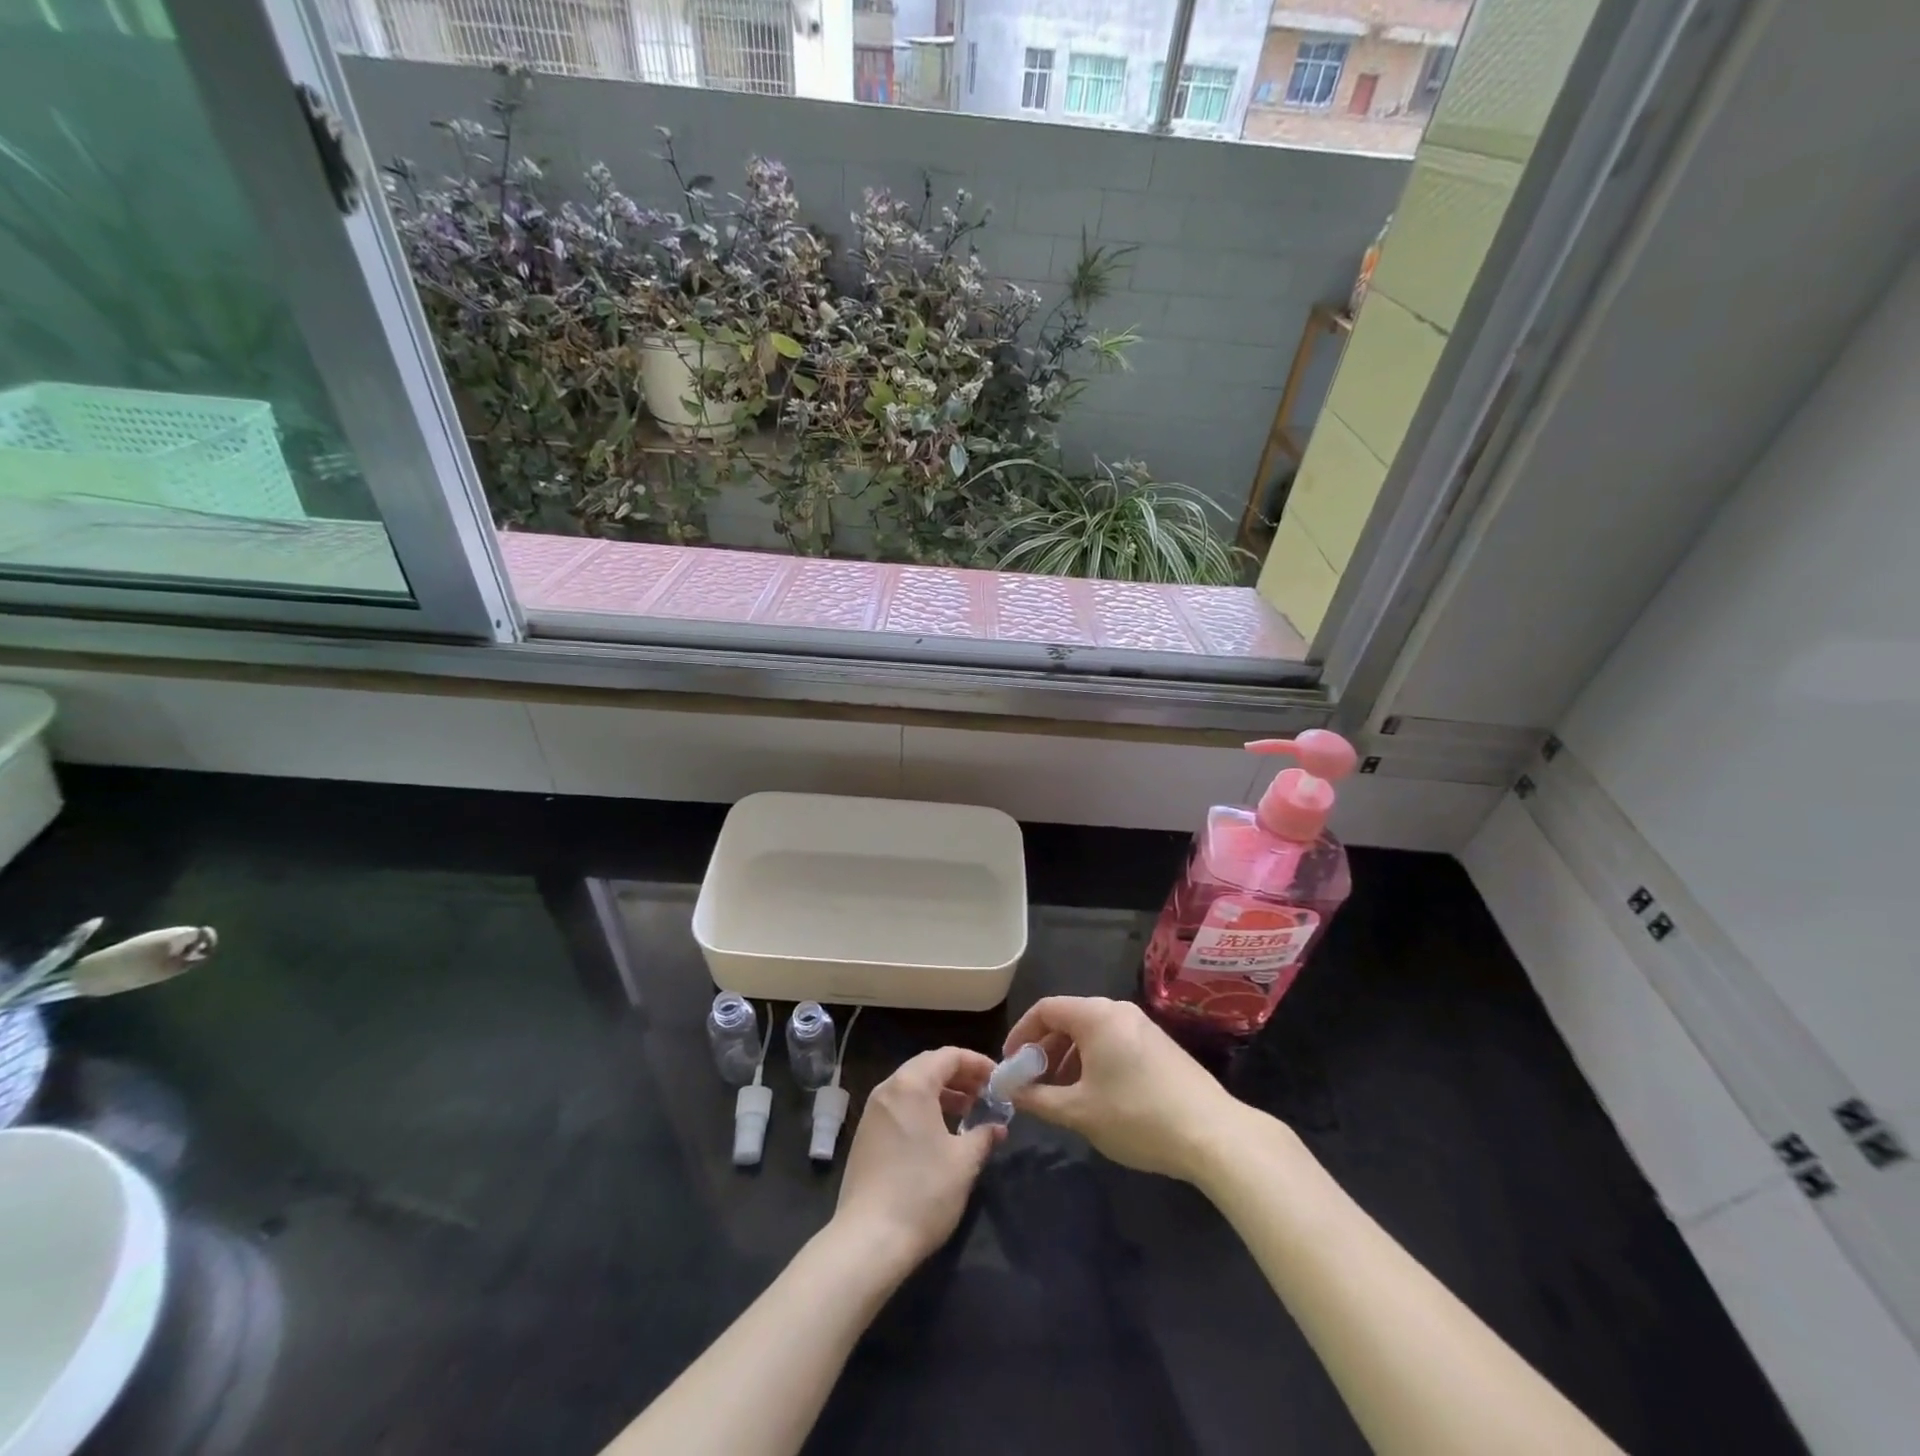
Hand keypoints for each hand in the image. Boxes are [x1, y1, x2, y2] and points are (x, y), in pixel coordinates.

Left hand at [830, 1046, 1002, 1275]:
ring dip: (942, 1093)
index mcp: (912, 1085)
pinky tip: (939, 1133)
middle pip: (928, 1066)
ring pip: (912, 1086)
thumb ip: (983, 1136)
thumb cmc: (923, 1192)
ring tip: (968, 1112)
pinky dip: (923, 1108)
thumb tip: (997, 1127)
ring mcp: (872, 1111)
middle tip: (985, 1094)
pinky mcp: (865, 1134)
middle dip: (960, 1076)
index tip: (998, 1079)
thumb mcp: (964, 1163)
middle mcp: (888, 1088)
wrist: (868, 1240)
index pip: (949, 1056)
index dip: (977, 1063)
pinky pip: (899, 1105)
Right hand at [1003, 996, 1248, 1182]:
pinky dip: (1094, 1060)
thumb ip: (1039, 1098)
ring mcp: (1143, 1026)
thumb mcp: (1080, 1112)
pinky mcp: (1159, 1045)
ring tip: (1061, 1094)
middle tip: (1032, 1083)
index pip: (1046, 1009)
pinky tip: (1095, 1096)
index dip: (1021, 1034)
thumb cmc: (1138, 1117)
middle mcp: (1118, 1010)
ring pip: (1092, 1032)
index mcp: (1096, 1015)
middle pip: (1069, 1018)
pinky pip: (1113, 1041)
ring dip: (1069, 1058)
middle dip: (1045, 1049)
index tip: (1010, 1064)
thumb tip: (1011, 1091)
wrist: (1213, 1134)